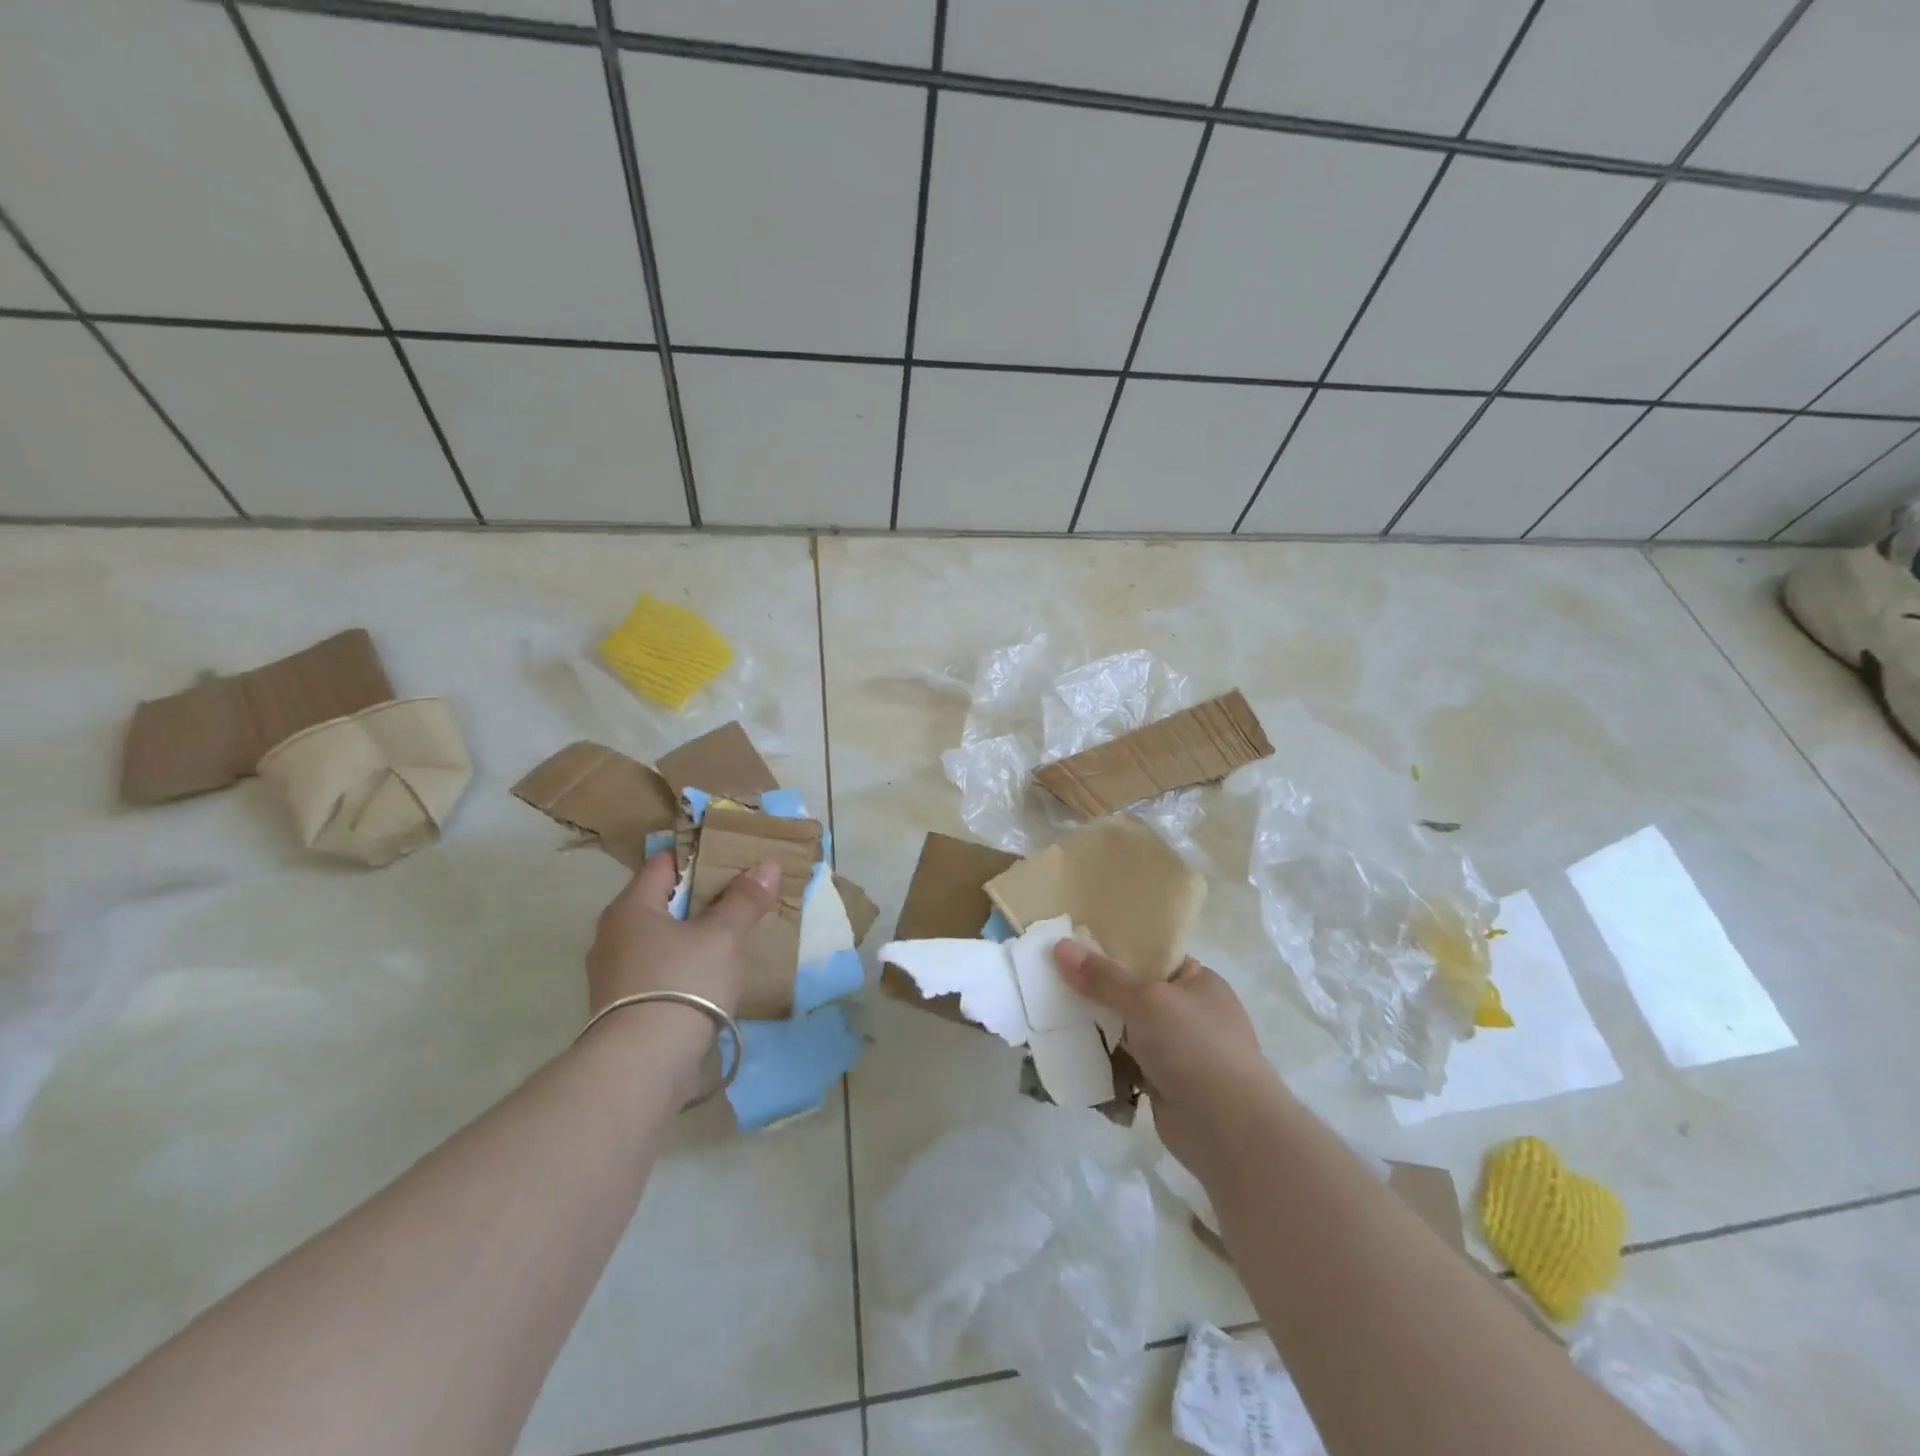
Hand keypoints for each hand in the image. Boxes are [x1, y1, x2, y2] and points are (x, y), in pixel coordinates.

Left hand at [586, 851, 780, 1020]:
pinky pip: (659, 970)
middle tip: (743, 898)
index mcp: (630, 907)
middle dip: (702, 898)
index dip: (700, 857)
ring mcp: (613, 974)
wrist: (643, 1067)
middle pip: (663, 901)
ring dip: (694, 935)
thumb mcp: (723, 936)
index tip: (735, 860)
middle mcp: (613, 935)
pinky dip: (684, 965)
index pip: (665, 863)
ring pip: (662, 938)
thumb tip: (767, 865)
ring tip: (734, 938)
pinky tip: (713, 976)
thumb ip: (745, 899)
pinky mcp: (623, 1007)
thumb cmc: (682, 983)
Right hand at [1054, 942, 1287, 1184]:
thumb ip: (1102, 977)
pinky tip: (1074, 1057)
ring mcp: (1181, 1052)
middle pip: (1136, 995)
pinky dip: (1107, 1065)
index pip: (1153, 957)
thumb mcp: (1144, 1000)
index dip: (1117, 952)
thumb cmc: (1194, 1046)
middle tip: (1058, 984)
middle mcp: (1192, 1013)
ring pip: (1128, 1033)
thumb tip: (1060, 946)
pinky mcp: (1166, 1086)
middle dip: (1100, 995)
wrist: (1229, 1129)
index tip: (1077, 950)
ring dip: (1100, 1032)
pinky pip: (1128, 1067)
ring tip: (1056, 1019)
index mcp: (1199, 982)